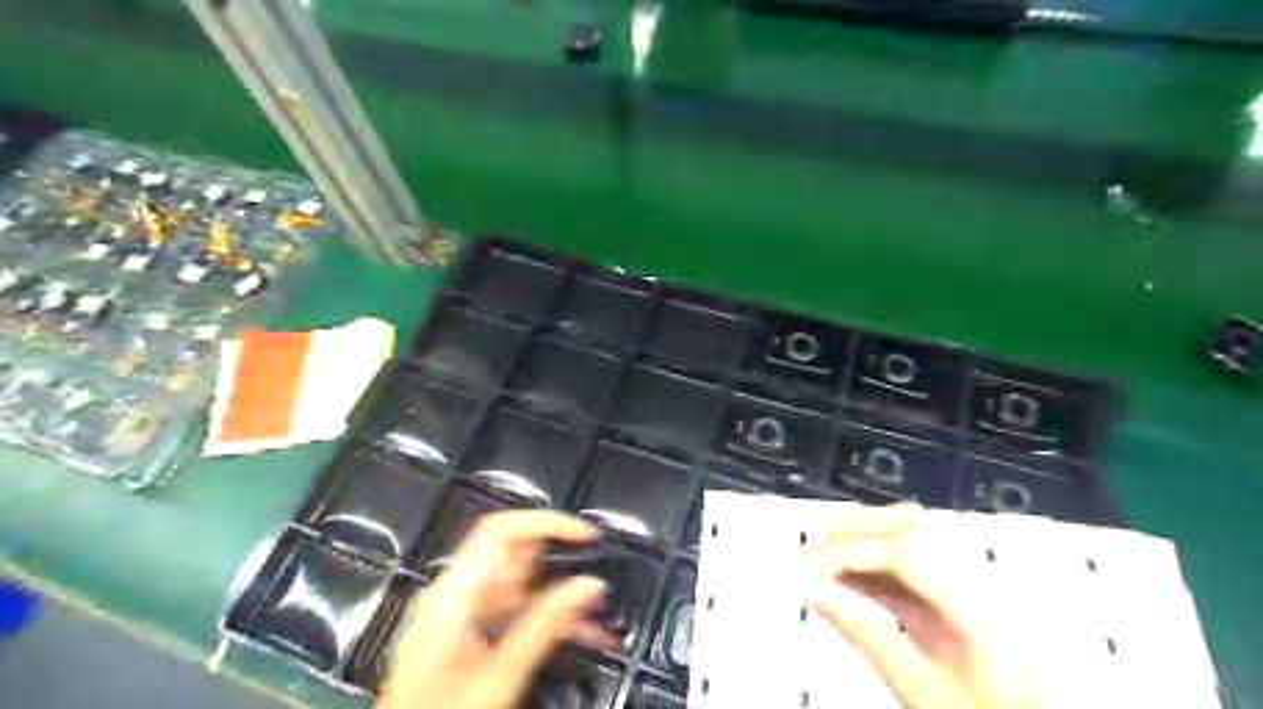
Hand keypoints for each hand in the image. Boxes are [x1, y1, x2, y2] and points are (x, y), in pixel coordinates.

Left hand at [380, 512, 618, 707]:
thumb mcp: (501, 676)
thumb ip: (546, 625)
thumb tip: (588, 585)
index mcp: (450, 596)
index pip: (501, 529)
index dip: (546, 523)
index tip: (583, 535)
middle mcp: (450, 595)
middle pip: (513, 557)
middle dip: (560, 567)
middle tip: (593, 587)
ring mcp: (456, 613)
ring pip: (519, 585)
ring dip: (557, 598)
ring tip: (592, 622)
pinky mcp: (464, 631)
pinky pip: (512, 608)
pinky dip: (542, 617)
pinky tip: (570, 636)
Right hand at [803, 507, 1039, 708]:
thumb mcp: (915, 685)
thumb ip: (861, 632)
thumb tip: (811, 588)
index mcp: (978, 606)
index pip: (906, 550)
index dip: (851, 550)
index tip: (810, 568)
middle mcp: (977, 584)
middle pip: (909, 527)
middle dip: (851, 533)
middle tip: (810, 556)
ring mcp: (968, 585)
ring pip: (906, 534)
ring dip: (858, 540)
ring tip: (821, 561)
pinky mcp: (952, 594)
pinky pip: (906, 560)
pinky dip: (869, 561)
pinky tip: (844, 575)